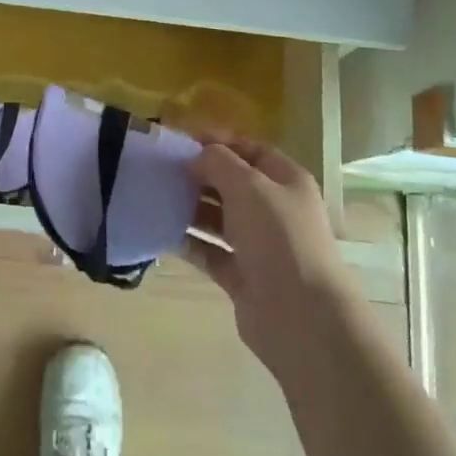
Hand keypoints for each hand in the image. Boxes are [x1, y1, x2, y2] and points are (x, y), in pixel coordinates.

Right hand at [182, 140, 358, 374]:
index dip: (218, 142)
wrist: (300, 315)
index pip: (250, 150)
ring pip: (218, 218)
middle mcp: (274, 210)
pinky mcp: (241, 276)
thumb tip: (196, 158)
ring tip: (156, 198)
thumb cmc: (278, 237)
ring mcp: (258, 245)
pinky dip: (189, 242)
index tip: (181, 141)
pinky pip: (209, 252)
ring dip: (190, 208)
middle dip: (199, 175)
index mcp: (286, 181)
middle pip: (232, 184)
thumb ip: (218, 162)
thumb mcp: (248, 186)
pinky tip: (162, 232)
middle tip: (160, 170)